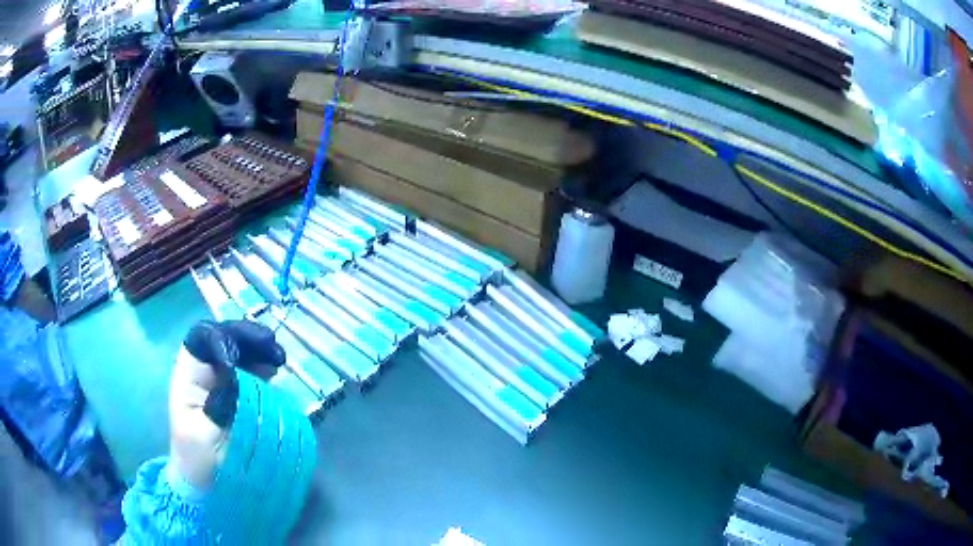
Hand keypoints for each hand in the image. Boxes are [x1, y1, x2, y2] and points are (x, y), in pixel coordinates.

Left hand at [169, 320, 285, 490]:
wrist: (207, 485)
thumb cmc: (200, 461)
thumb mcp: (203, 436)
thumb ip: (218, 404)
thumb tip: (236, 375)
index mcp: (188, 377)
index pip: (201, 339)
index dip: (222, 338)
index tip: (242, 356)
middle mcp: (203, 373)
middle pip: (223, 338)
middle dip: (247, 338)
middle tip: (274, 349)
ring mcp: (221, 382)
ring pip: (238, 351)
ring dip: (259, 350)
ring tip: (279, 359)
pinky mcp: (236, 394)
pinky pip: (249, 369)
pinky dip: (263, 366)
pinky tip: (275, 371)